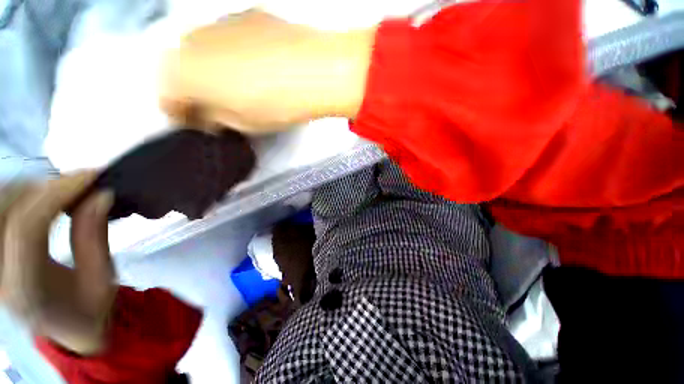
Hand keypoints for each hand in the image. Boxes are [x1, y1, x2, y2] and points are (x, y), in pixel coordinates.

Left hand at [0, 173, 117, 354]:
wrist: (66, 327)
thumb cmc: (89, 308)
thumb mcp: (102, 279)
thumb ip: (95, 238)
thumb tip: (101, 195)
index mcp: (25, 289)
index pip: (26, 228)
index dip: (56, 193)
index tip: (91, 176)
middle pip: (4, 208)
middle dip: (42, 187)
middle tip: (79, 183)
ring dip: (31, 188)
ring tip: (63, 190)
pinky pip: (0, 209)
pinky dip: (21, 194)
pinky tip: (44, 198)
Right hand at [160, 10, 375, 133]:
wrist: (313, 71)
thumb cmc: (278, 103)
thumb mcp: (243, 124)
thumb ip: (218, 120)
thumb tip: (212, 116)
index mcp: (182, 73)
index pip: (168, 99)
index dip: (183, 116)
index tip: (198, 124)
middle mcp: (190, 39)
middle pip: (182, 72)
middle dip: (197, 93)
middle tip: (220, 111)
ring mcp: (218, 22)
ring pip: (204, 53)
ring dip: (215, 73)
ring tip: (243, 91)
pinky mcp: (244, 14)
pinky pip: (228, 40)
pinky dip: (234, 56)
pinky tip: (258, 70)